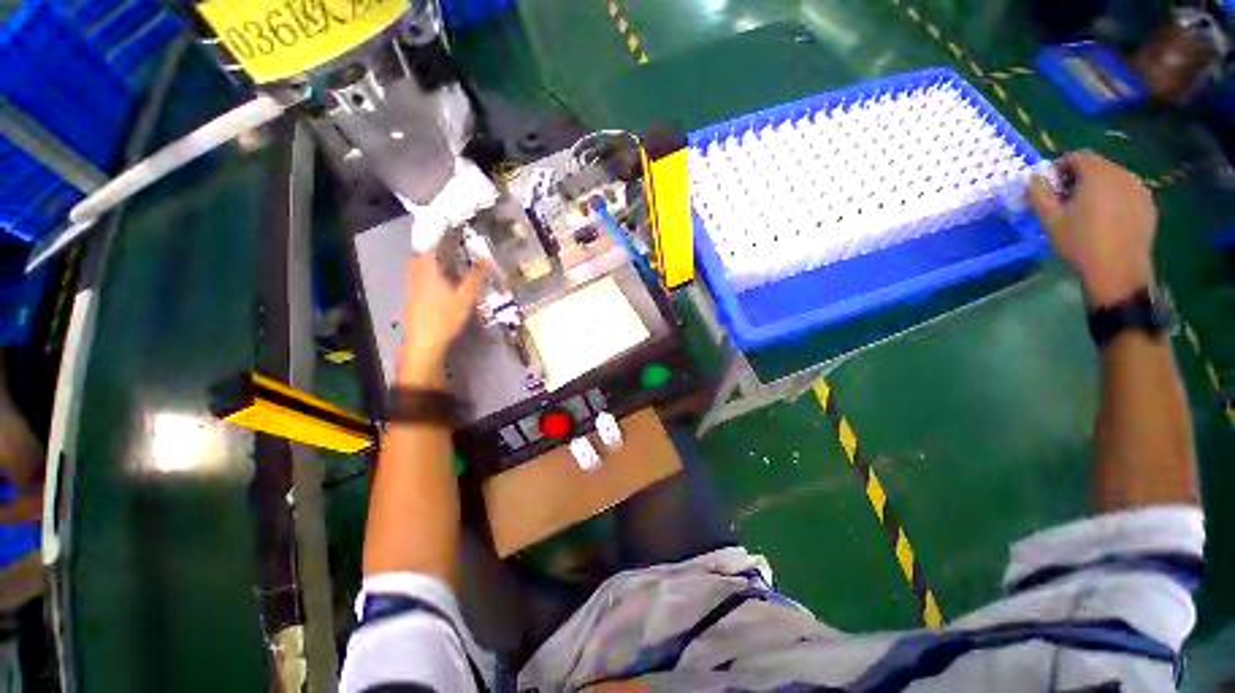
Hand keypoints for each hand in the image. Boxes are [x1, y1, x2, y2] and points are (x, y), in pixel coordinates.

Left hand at [400, 252, 485, 377]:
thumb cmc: (446, 317)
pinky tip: (434, 289)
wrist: (425, 340)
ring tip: (441, 271)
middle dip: (430, 255)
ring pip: (414, 272)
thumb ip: (474, 279)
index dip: (438, 245)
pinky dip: (422, 279)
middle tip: (446, 257)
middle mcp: (416, 279)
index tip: (450, 244)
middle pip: (418, 260)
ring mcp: (411, 290)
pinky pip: (414, 283)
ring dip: (424, 267)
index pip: (430, 252)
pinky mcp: (410, 301)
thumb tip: (485, 262)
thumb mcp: (465, 299)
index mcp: (429, 274)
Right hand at [1028, 151, 1156, 307]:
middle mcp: (1122, 173)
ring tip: (1088, 212)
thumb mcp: (1049, 220)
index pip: (1077, 156)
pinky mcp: (1148, 205)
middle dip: (1080, 178)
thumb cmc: (1080, 242)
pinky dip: (1115, 200)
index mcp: (1097, 173)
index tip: (1051, 187)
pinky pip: (1127, 193)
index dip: (1060, 168)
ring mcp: (1139, 189)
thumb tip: (1035, 178)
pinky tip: (1107, 221)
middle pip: (1097, 166)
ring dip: (1098, 189)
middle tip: (1067, 201)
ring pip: (1113, 180)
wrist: (1118, 270)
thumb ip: (1038, 193)